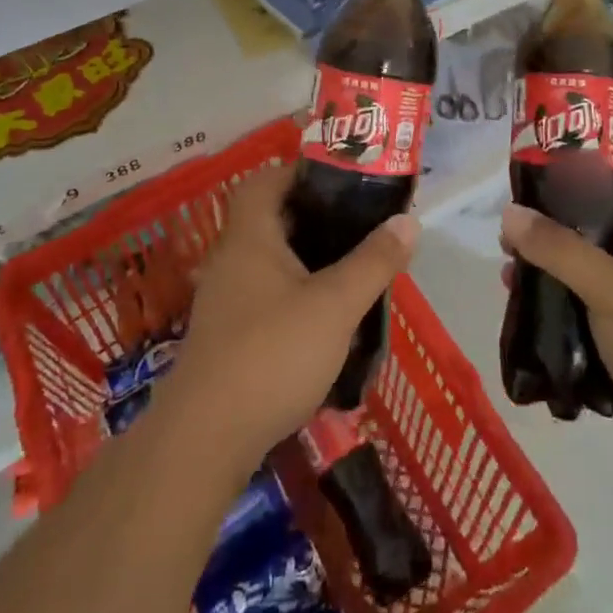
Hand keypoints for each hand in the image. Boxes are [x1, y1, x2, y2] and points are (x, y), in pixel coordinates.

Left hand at [162, 164, 418, 466]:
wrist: (205, 440)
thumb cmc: (272, 354)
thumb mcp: (335, 305)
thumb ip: (373, 261)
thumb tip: (407, 220)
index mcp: (249, 237)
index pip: (264, 181)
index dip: (299, 172)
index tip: (340, 182)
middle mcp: (230, 260)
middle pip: (270, 219)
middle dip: (313, 218)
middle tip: (357, 225)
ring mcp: (224, 301)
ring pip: (268, 261)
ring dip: (305, 260)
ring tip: (349, 270)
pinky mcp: (226, 337)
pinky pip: (264, 296)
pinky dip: (293, 295)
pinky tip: (322, 320)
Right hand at [500, 197, 612, 490]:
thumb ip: (559, 249)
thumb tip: (509, 213)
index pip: (602, 202)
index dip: (562, 196)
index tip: (519, 202)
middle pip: (583, 244)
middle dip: (544, 246)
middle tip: (505, 251)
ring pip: (577, 287)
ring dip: (544, 287)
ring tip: (507, 288)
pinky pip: (577, 327)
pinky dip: (552, 325)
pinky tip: (523, 327)